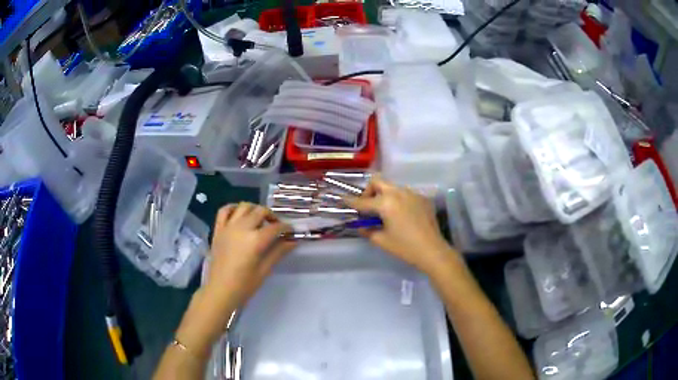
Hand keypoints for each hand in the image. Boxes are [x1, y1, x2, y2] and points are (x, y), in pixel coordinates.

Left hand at [205, 202, 295, 308]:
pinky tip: (240, 214)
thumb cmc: (244, 285)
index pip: (275, 228)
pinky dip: (233, 208)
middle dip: (272, 216)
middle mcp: (242, 228)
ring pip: (244, 206)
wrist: (220, 291)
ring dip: (255, 209)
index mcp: (255, 240)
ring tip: (259, 220)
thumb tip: (293, 241)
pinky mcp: (218, 230)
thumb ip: (278, 252)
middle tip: (277, 227)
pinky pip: (224, 210)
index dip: (286, 228)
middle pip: (260, 211)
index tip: (291, 232)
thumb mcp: (264, 270)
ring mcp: (228, 227)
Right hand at [345, 177, 458, 273]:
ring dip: (384, 195)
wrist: (432, 250)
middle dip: (369, 191)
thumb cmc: (404, 247)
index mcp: (386, 203)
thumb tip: (361, 225)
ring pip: (392, 187)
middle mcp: (398, 193)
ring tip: (386, 212)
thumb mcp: (381, 240)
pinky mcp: (422, 198)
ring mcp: (412, 193)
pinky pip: (405, 194)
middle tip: (369, 207)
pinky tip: (402, 216)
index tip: (342, 200)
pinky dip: (398, 200)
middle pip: (377, 182)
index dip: (350, 201)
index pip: (362, 201)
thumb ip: (367, 230)